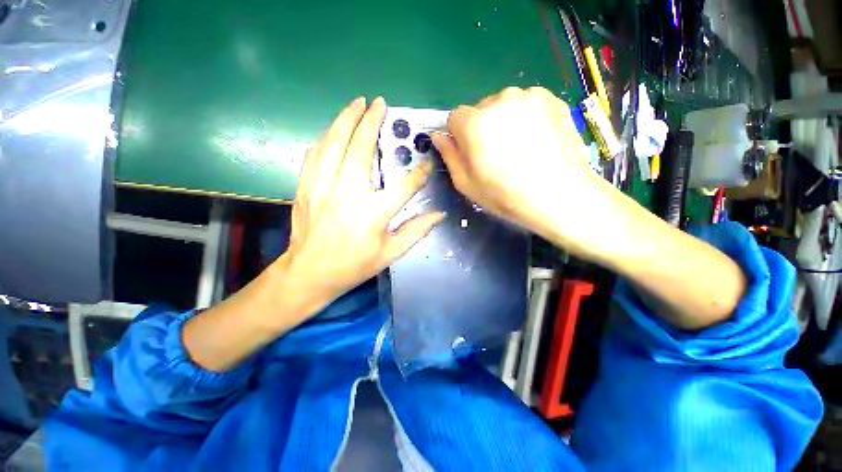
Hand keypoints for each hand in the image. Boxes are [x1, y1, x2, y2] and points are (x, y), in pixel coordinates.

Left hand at [280, 96, 444, 309]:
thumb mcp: (389, 254)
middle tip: (380, 104)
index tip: (426, 165)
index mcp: (372, 214)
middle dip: (371, 123)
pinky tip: (333, 132)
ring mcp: (321, 188)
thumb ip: (416, 231)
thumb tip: (439, 214)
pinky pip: (315, 155)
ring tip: (357, 103)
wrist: (308, 273)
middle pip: (360, 150)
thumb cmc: (353, 266)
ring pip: (334, 144)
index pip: (403, 187)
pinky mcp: (305, 187)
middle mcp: (347, 195)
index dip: (418, 174)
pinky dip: (326, 139)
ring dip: (346, 120)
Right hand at [430, 87, 618, 259]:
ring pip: (504, 106)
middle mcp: (499, 100)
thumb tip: (437, 137)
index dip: (460, 137)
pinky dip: (526, 117)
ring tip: (519, 148)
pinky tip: (536, 140)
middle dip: (482, 128)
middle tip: (497, 154)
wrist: (559, 194)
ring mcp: (528, 96)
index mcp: (474, 123)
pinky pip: (527, 104)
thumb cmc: (505, 194)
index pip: (455, 118)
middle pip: (480, 110)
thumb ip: (449, 156)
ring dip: (504, 122)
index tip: (471, 154)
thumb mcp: (466, 183)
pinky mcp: (551, 98)